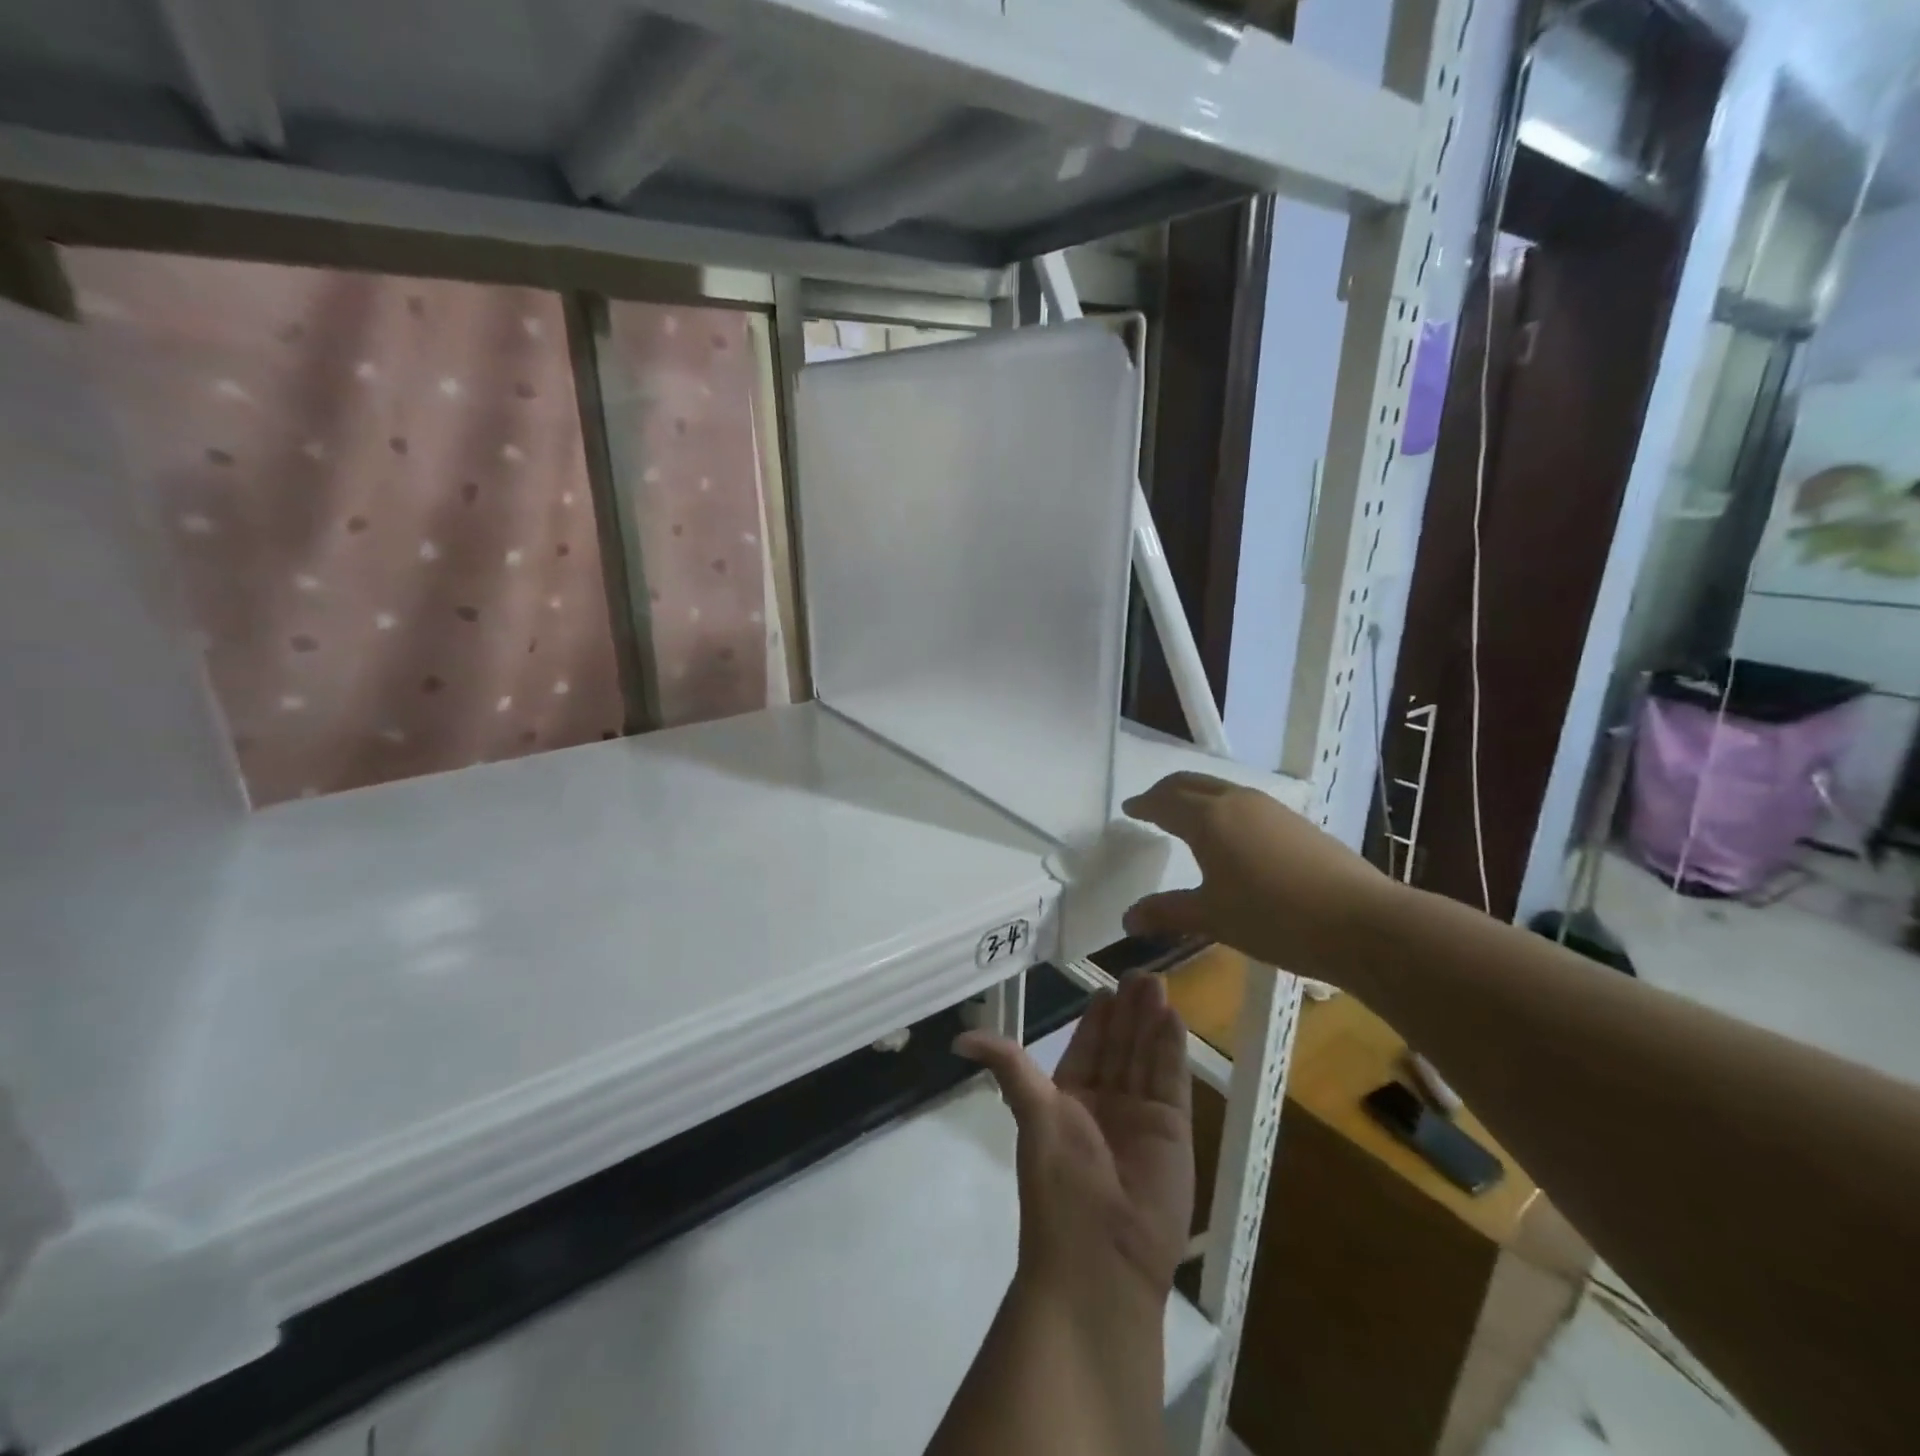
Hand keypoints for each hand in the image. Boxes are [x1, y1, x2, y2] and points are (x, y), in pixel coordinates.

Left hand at [956, 974, 1192, 1304]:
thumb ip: (1008, 1066)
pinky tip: (1172, 1016)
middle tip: (1138, 973)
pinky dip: (1172, 1048)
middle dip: (1129, 1011)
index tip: (1105, 986)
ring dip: (1151, 1021)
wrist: (1101, 1258)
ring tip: (1155, 982)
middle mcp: (1108, 1103)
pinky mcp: (1175, 1130)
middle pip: (1120, 1046)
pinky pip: (1172, 1079)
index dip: (1097, 1018)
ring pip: (1146, 1056)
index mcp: (1071, 1100)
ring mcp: (1142, 1115)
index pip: (1087, 1047)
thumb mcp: (1031, 1113)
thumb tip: (959, 1038)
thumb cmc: (1059, 1181)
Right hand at [1120, 771, 1397, 983]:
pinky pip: (1245, 803)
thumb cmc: (1273, 918)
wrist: (1361, 922)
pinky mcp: (1296, 822)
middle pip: (1192, 782)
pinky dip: (1223, 808)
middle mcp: (1236, 801)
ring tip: (1186, 817)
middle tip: (1150, 804)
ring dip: (1197, 796)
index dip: (1144, 804)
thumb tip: (1127, 919)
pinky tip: (1231, 835)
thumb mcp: (1212, 918)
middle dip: (1166, 791)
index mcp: (1208, 818)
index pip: (1165, 801)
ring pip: (1221, 789)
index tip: (1129, 808)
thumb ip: (1167, 912)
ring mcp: (1271, 808)